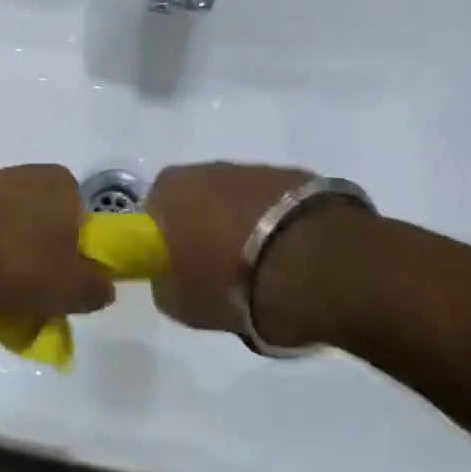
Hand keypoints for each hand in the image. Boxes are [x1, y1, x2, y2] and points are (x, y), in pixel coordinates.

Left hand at [0, 166, 115, 318]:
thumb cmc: (9, 259)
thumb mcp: (67, 288)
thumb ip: (95, 289)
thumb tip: (102, 286)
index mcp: (65, 185)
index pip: (84, 230)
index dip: (76, 267)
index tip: (58, 296)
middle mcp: (31, 176)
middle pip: (46, 234)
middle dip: (38, 269)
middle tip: (24, 306)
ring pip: (10, 236)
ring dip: (5, 267)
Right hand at [147, 162, 378, 347]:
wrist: (315, 265)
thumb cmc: (231, 281)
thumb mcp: (181, 302)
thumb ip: (165, 284)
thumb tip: (170, 277)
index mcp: (171, 189)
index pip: (154, 210)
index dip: (165, 240)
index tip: (181, 269)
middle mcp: (209, 169)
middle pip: (199, 201)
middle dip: (207, 230)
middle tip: (221, 273)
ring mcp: (257, 170)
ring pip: (240, 202)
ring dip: (245, 228)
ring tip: (264, 271)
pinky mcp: (301, 179)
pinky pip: (277, 207)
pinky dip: (279, 227)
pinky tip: (292, 260)